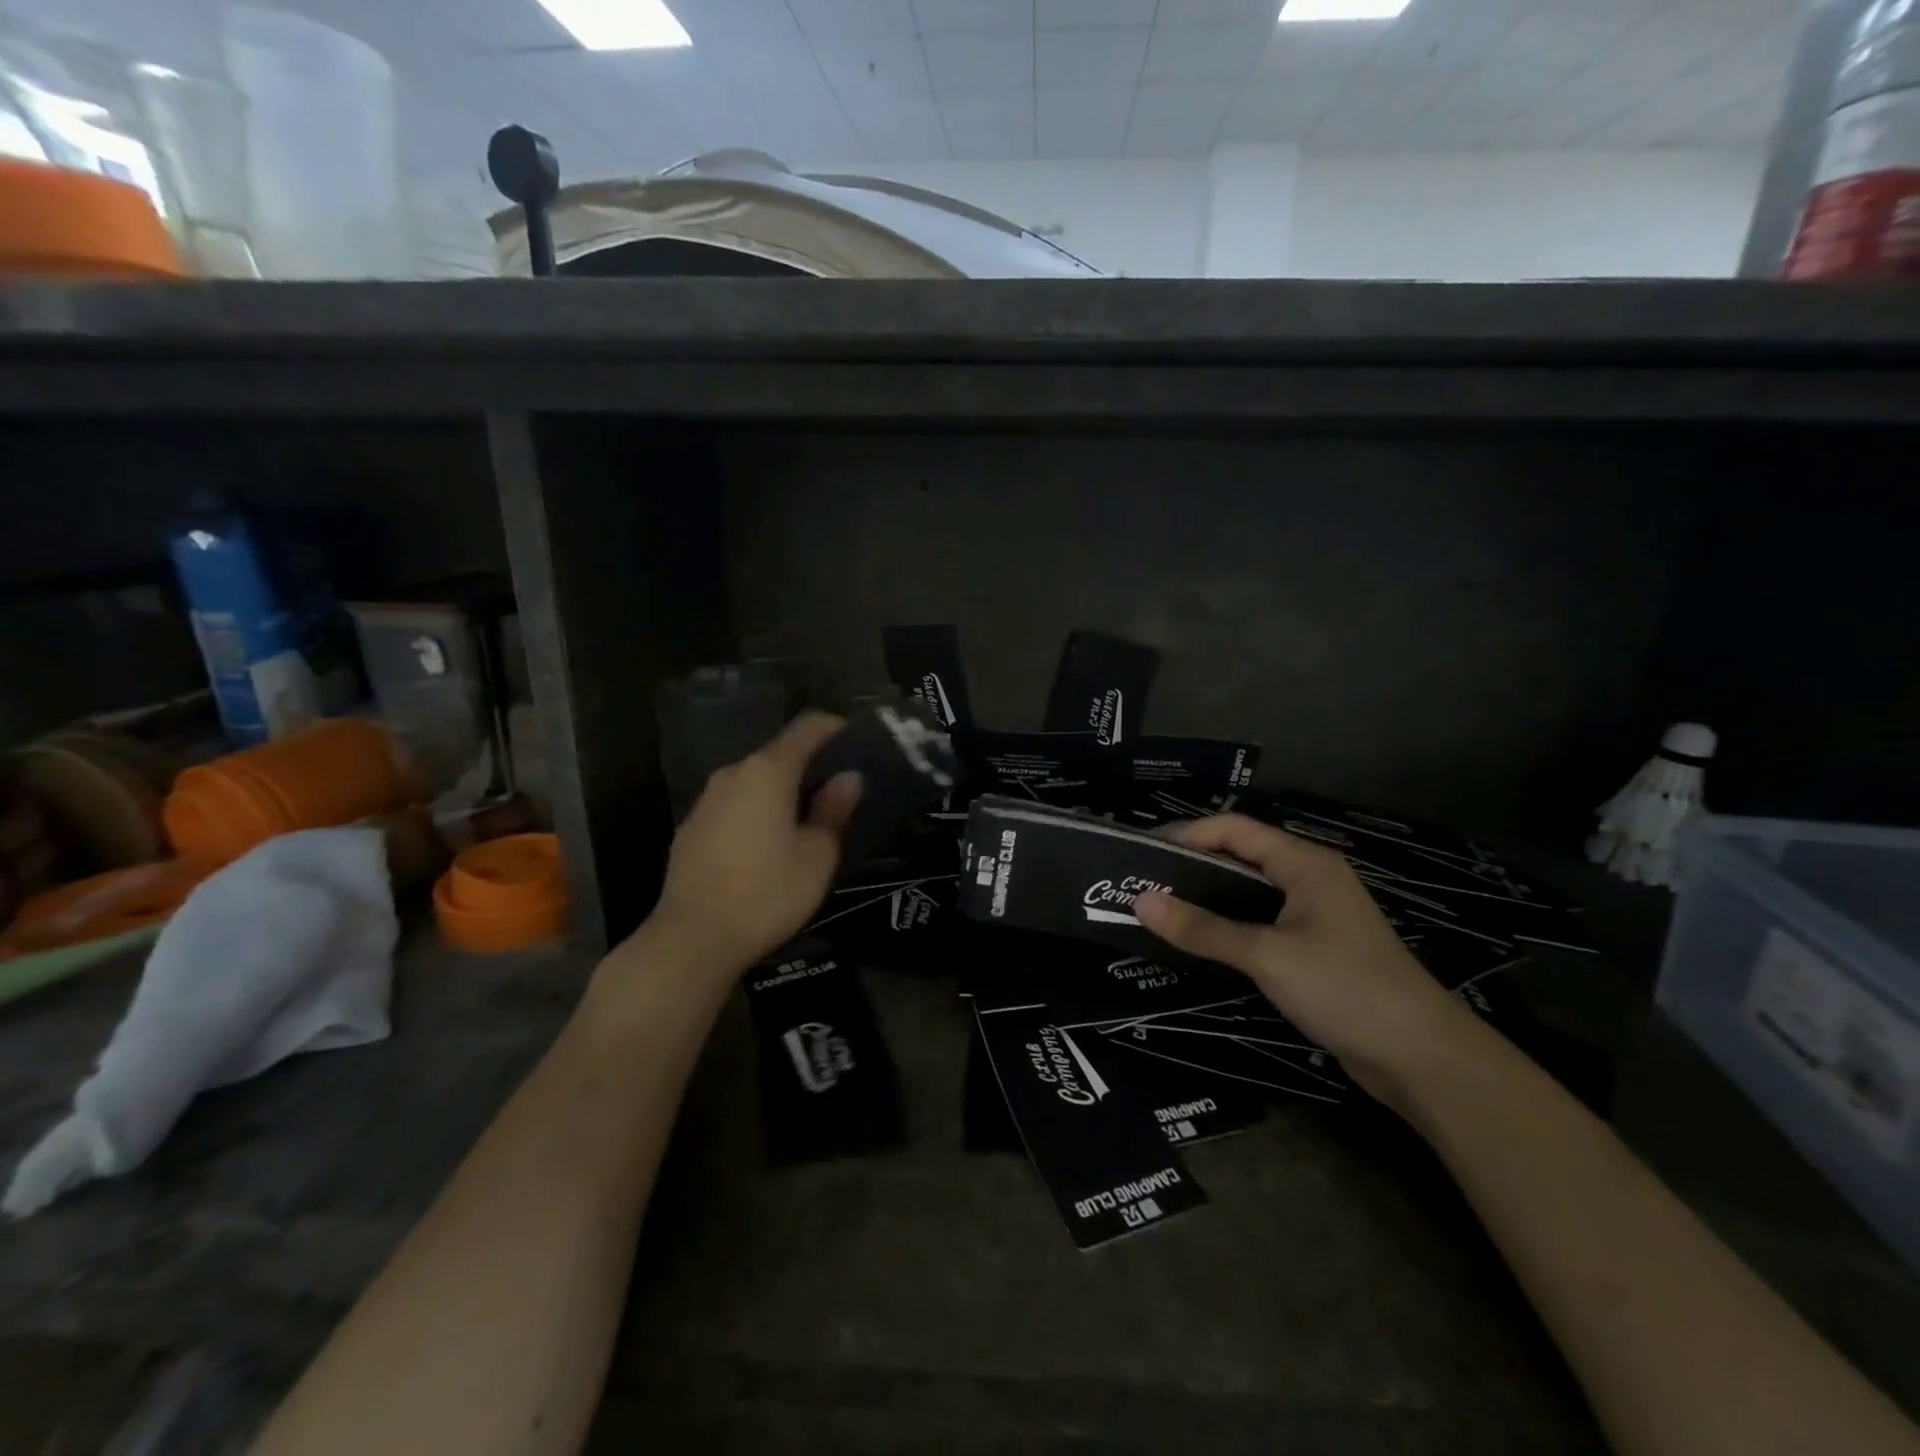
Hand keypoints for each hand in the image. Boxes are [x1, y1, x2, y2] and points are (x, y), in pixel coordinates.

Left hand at [648, 712, 861, 975]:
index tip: (859, 746)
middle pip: (780, 754)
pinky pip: (734, 806)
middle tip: (840, 794)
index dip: (837, 729)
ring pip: (755, 782)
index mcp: (768, 771)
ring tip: (807, 823)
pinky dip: (757, 813)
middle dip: (811, 767)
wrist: (692, 939)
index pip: (808, 727)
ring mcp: (707, 800)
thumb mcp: (817, 856)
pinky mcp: (691, 828)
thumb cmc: (766, 893)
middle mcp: (733, 773)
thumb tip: (849, 778)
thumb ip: (834, 810)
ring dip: (782, 793)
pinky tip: (768, 847)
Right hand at [1134, 814, 1479, 1108]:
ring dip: (1208, 897)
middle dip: (1191, 864)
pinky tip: (1200, 941)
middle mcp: (1310, 878)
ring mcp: (1316, 914)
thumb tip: (1140, 901)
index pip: (1234, 829)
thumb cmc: (1345, 989)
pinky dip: (1228, 924)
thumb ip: (1203, 929)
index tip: (1142, 853)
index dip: (1187, 834)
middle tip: (1142, 882)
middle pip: (1240, 855)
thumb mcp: (1267, 956)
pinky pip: (1261, 921)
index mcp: (1305, 862)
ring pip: (1249, 891)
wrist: (1422, 1058)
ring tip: (1160, 909)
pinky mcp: (1316, 947)